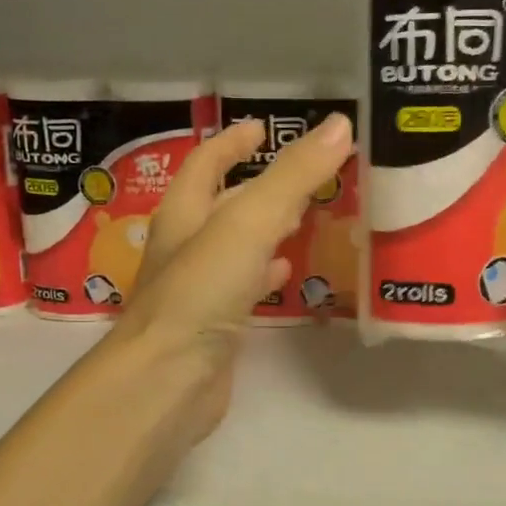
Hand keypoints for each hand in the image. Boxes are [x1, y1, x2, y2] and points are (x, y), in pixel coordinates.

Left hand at [111, 111, 354, 435]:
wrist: (167, 380)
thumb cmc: (200, 292)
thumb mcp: (249, 223)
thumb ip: (293, 176)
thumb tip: (338, 125)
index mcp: (185, 213)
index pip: (206, 163)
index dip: (232, 142)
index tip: (262, 128)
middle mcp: (187, 246)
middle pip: (222, 204)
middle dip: (257, 185)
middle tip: (302, 175)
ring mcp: (198, 289)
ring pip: (237, 246)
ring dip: (265, 228)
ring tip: (303, 217)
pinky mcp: (215, 325)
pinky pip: (244, 288)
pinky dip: (265, 273)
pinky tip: (286, 274)